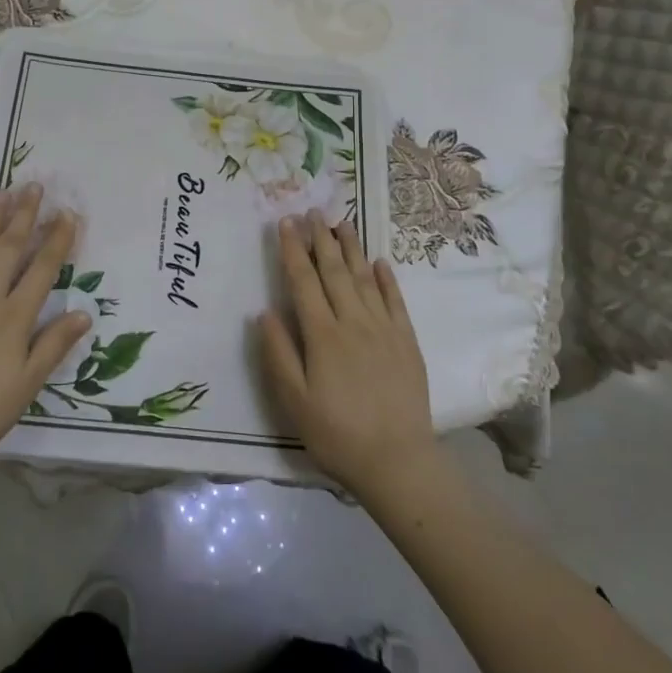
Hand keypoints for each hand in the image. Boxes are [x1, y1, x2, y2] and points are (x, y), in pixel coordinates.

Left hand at [0, 184, 89, 477]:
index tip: (67, 214)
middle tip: (34, 185)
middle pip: (9, 248)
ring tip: (3, 191)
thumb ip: (54, 345)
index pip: (42, 269)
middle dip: (25, 215)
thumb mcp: (28, 384)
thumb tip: (84, 312)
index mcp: (14, 317)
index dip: (57, 240)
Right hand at [259, 211, 439, 502]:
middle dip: (321, 238)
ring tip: (343, 221)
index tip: (285, 223)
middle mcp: (353, 322)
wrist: (397, 462)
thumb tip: (264, 312)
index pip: (303, 281)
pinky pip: (396, 301)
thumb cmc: (336, 433)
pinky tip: (380, 262)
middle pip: (335, 271)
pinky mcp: (407, 342)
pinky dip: (387, 279)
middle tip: (313, 210)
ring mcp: (384, 330)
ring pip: (365, 278)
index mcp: (322, 335)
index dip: (292, 250)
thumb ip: (277, 354)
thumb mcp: (293, 400)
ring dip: (352, 248)